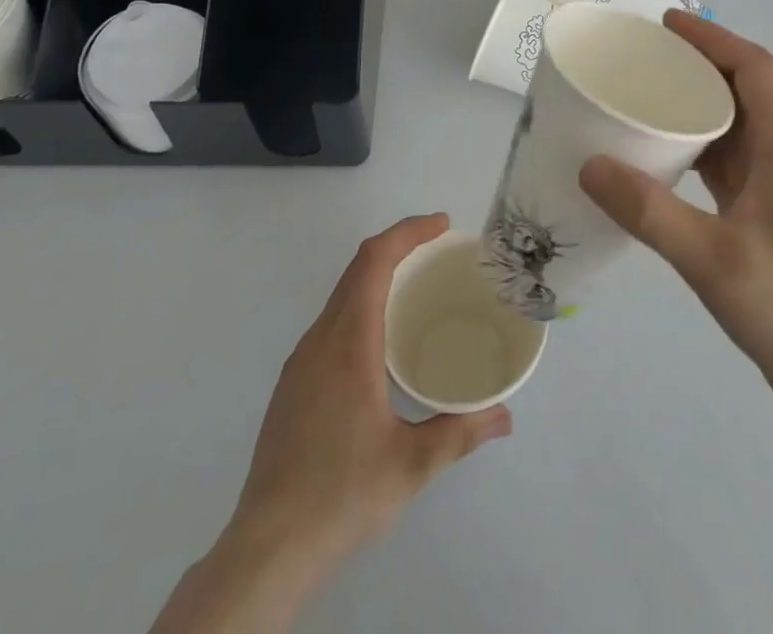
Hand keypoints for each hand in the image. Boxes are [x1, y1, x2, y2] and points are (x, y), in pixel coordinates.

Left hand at [152, 216, 510, 633]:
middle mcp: (320, 339)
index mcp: (348, 342)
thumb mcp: (412, 465)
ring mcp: (301, 361)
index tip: (442, 224)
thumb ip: (460, 432)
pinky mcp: (293, 383)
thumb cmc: (342, 495)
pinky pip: (332, 321)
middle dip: (399, 246)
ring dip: (378, 275)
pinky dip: (362, 305)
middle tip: (439, 249)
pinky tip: (382, 341)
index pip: (374, 260)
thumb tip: (504, 416)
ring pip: (342, 294)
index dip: (408, 232)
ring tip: (416, 288)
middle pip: (357, 268)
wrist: (267, 548)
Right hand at [579, 13, 772, 424]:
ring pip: (731, 128)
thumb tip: (590, 165)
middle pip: (741, 91)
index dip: (712, 40)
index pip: (753, 69)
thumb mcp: (714, 260)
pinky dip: (692, 150)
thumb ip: (651, 213)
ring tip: (640, 101)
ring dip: (692, 108)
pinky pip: (724, 165)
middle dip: (694, 67)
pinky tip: (657, 162)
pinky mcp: (764, 217)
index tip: (664, 26)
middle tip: (639, 61)